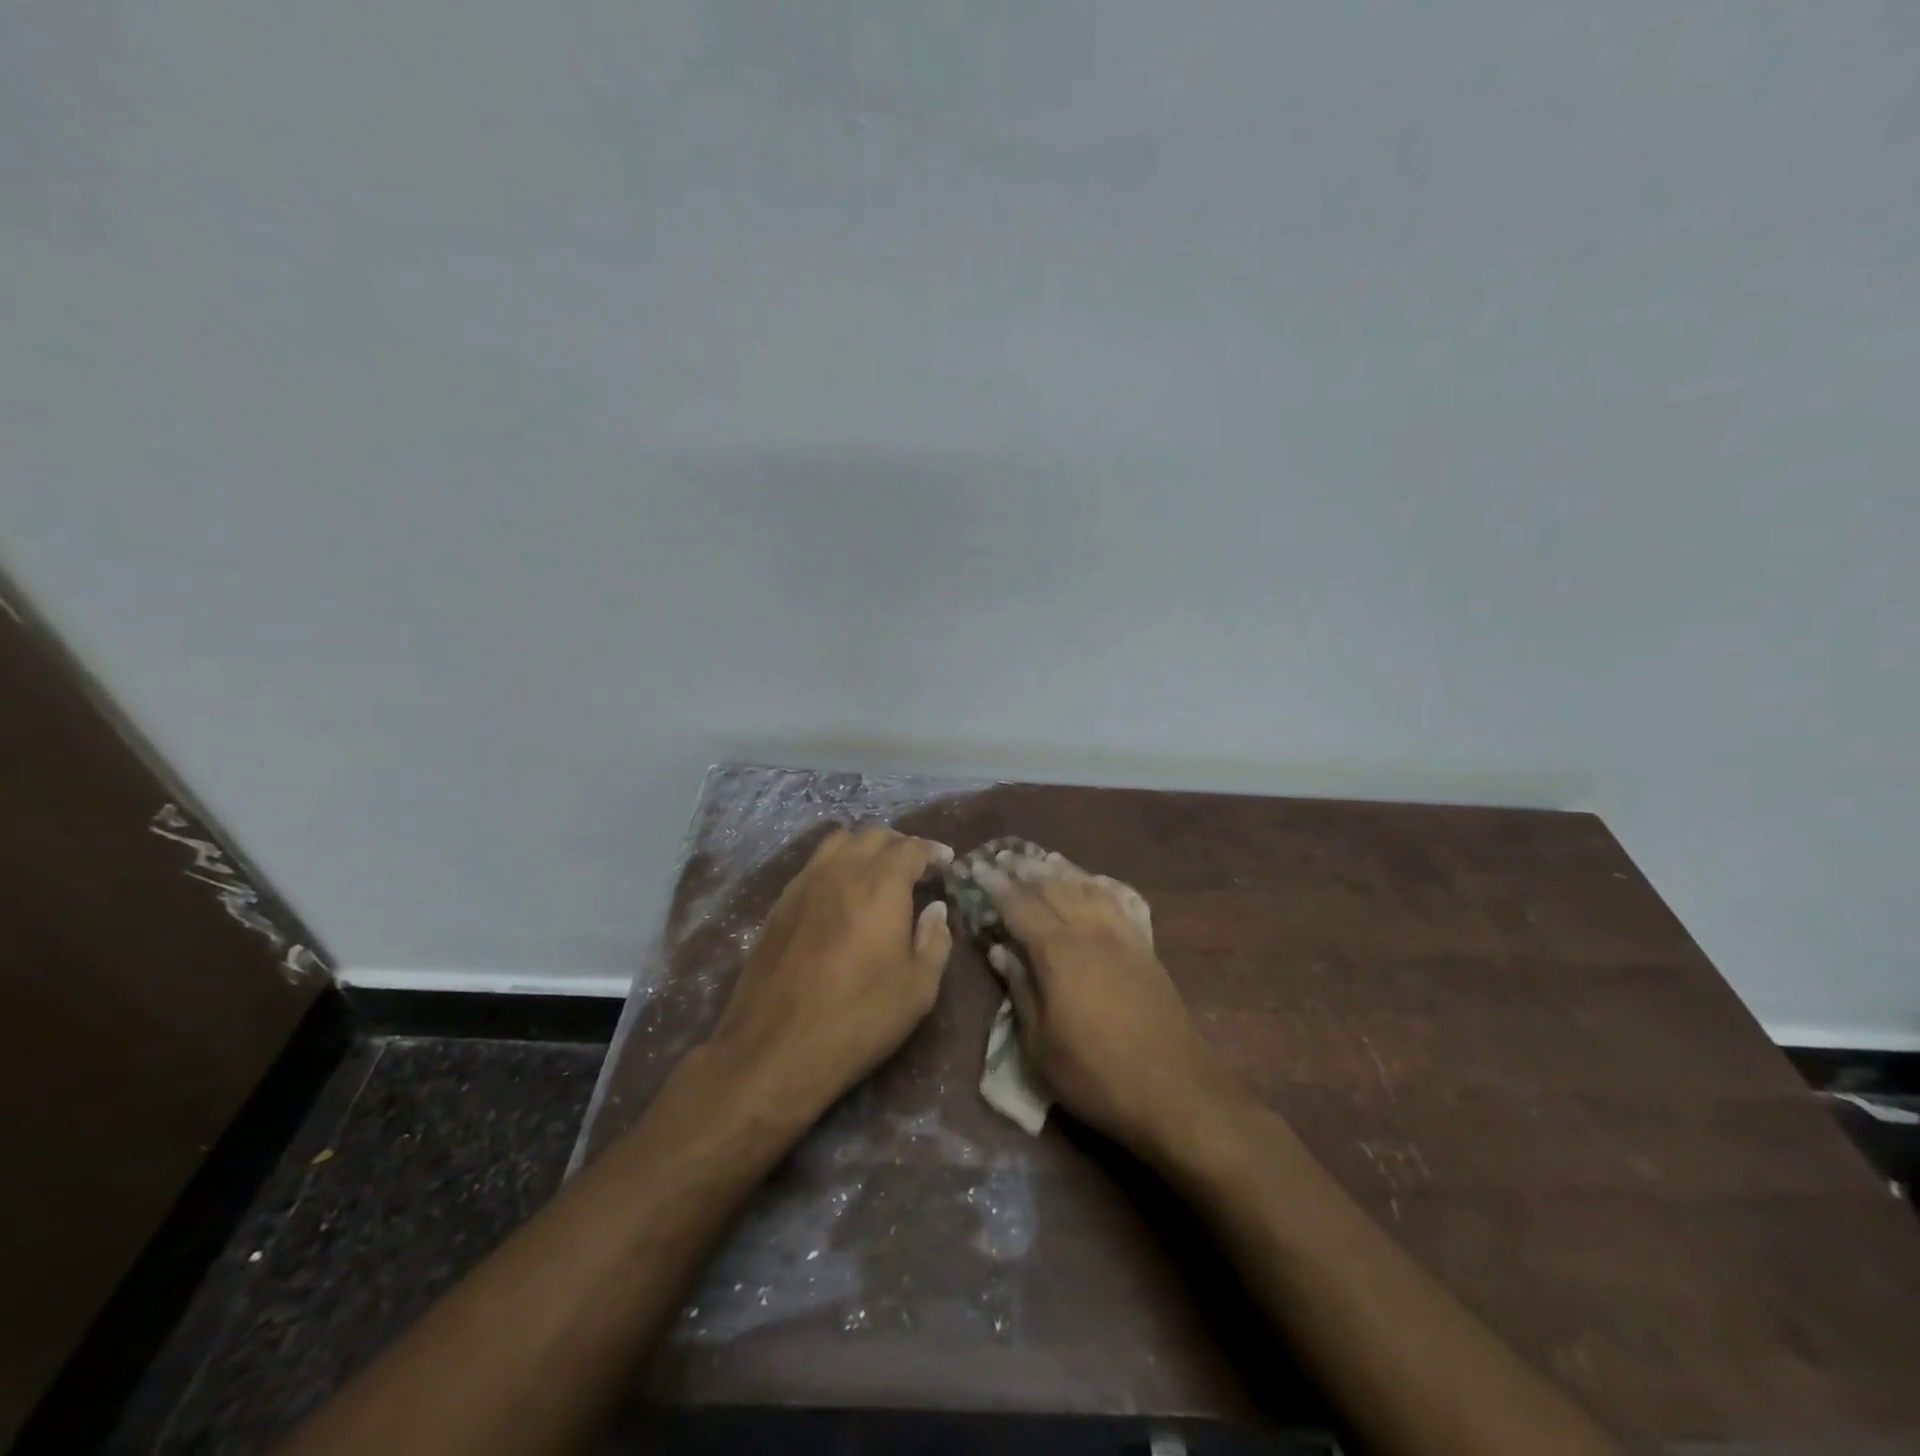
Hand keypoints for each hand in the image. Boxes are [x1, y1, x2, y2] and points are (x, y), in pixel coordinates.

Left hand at [709, 825, 954, 1114]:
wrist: (775, 1049)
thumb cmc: (859, 1018)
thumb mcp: (918, 989)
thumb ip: (934, 941)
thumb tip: (935, 910)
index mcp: (880, 885)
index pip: (911, 848)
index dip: (933, 850)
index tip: (946, 861)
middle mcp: (841, 871)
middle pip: (873, 835)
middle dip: (901, 844)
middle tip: (917, 867)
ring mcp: (804, 884)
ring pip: (838, 842)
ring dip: (864, 847)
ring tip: (877, 872)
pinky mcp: (779, 905)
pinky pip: (813, 865)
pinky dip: (835, 864)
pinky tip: (841, 893)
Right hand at [972, 849, 1229, 1156]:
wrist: (1174, 1092)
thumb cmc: (1095, 1074)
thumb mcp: (1041, 1044)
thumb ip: (1020, 989)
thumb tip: (1000, 949)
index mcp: (1057, 951)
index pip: (1019, 906)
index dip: (996, 886)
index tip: (977, 868)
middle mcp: (1089, 931)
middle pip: (1053, 887)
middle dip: (1026, 870)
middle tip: (1004, 856)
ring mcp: (1122, 936)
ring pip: (1087, 888)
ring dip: (1062, 870)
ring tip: (1043, 859)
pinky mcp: (1146, 948)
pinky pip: (1120, 902)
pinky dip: (1101, 885)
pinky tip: (1094, 881)